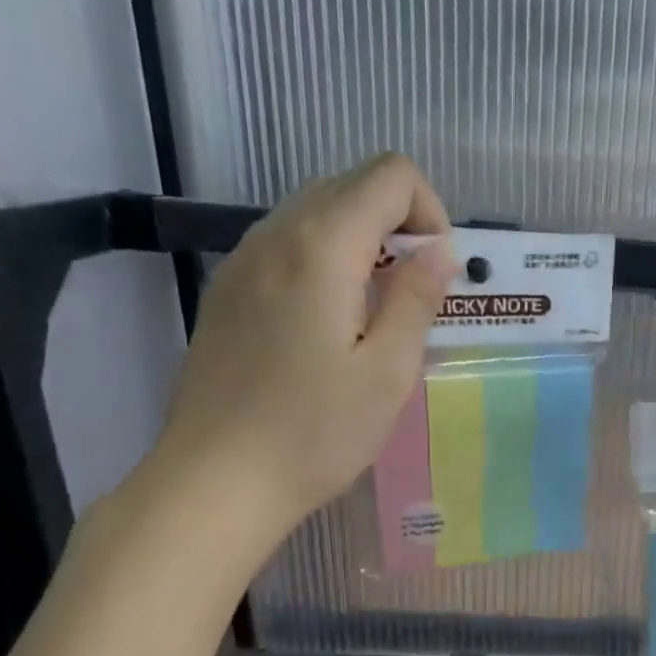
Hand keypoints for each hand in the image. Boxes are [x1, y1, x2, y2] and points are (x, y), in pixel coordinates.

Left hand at [148, 153, 455, 560]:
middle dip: (397, 224)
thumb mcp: (388, 372)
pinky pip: (286, 246)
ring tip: (374, 315)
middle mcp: (275, 234)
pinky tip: (329, 326)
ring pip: (315, 213)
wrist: (216, 481)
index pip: (389, 174)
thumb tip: (439, 250)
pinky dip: (325, 261)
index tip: (434, 275)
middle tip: (412, 298)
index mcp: (322, 246)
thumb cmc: (315, 433)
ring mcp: (242, 261)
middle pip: (350, 185)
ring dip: (361, 243)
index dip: (429, 211)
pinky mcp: (227, 291)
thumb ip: (417, 298)